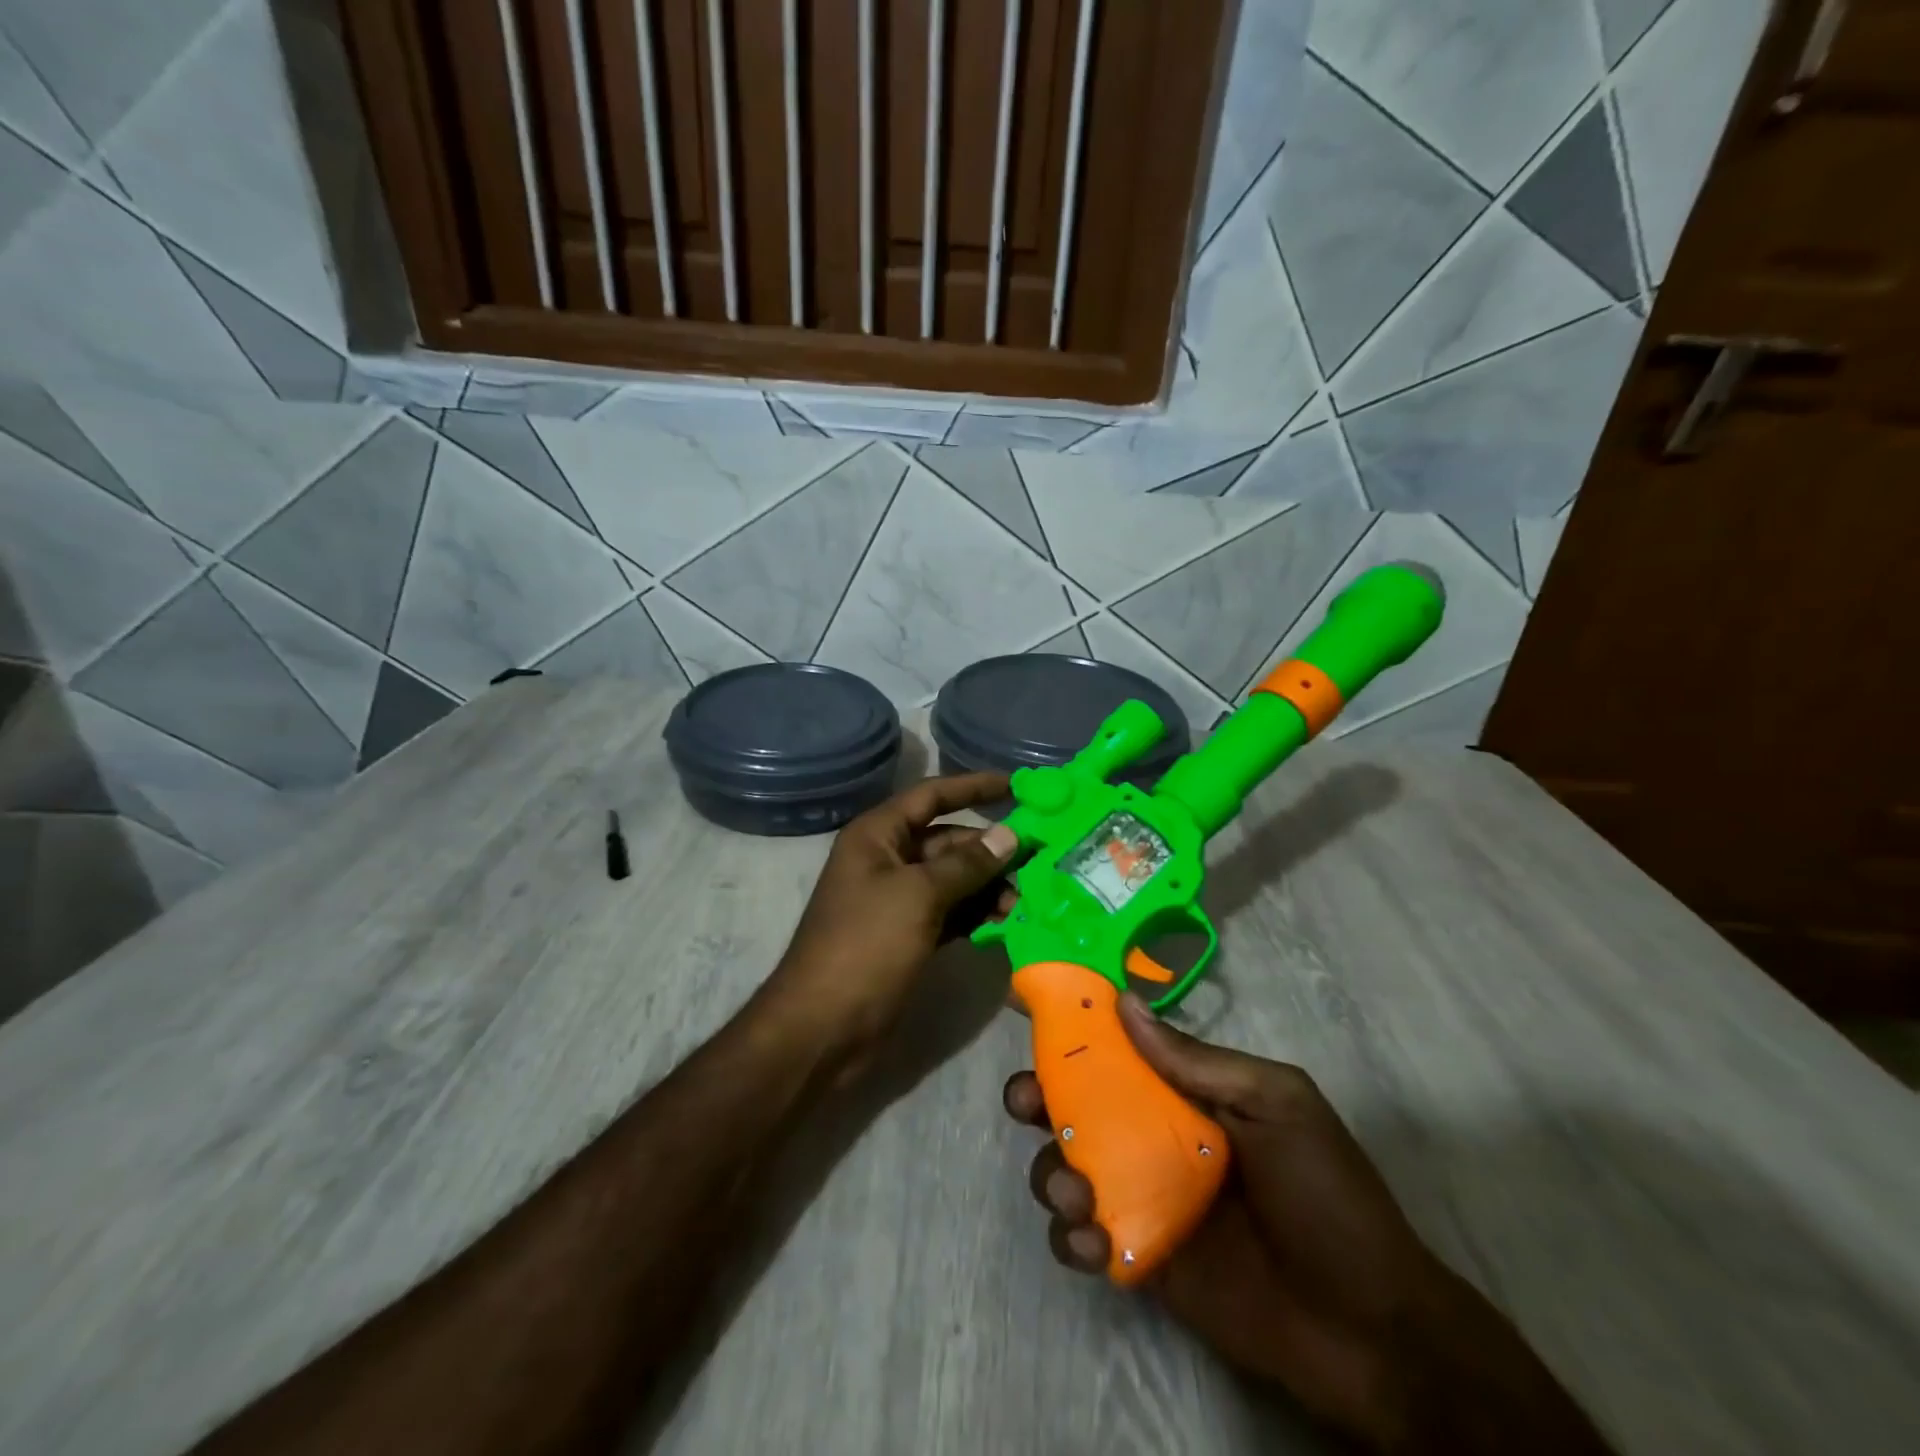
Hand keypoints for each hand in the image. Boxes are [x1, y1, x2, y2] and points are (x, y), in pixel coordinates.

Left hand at [764, 772, 1017, 1067]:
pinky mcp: (908, 935)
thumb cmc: (866, 946)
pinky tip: (1006, 922)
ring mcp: (898, 900)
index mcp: (878, 836)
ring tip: (1025, 901)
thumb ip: (966, 863)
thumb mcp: (919, 896)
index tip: (1017, 785)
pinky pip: (950, 912)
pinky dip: (976, 914)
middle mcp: (887, 860)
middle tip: (1040, 860)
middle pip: (948, 840)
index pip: (931, 796)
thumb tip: (1010, 835)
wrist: (823, 1029)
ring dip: (988, 885)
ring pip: (953, 879)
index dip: (973, 786)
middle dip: (990, 849)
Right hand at [1004, 997, 1608, 1452]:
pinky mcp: (1142, 1260)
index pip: (1120, 1051)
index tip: (1032, 1018)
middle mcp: (1158, 1137)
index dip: (1074, 1033)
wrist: (1371, 1332)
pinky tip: (1093, 1243)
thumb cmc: (1328, 1197)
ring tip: (1075, 1193)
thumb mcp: (1275, 1105)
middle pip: (1078, 1107)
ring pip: (1070, 1169)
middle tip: (1025, 1103)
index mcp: (1188, 1093)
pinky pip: (1086, 1239)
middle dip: (1040, 1098)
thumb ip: (1196, 1060)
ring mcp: (1147, 1199)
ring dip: (1053, 1172)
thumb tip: (1123, 1002)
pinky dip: (1074, 1238)